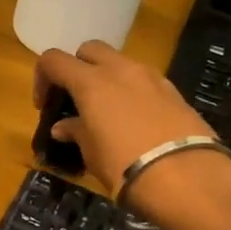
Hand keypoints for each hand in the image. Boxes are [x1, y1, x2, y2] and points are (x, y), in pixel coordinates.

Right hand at [33, 41, 216, 192]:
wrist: (188, 179)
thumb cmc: (126, 167)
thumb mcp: (92, 154)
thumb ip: (76, 132)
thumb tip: (64, 127)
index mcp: (91, 82)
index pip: (54, 60)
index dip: (42, 78)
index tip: (45, 106)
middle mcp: (120, 70)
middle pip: (90, 50)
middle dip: (78, 68)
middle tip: (76, 99)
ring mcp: (152, 77)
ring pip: (121, 64)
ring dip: (108, 79)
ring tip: (108, 113)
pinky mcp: (175, 92)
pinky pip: (144, 81)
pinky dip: (133, 92)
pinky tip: (136, 122)